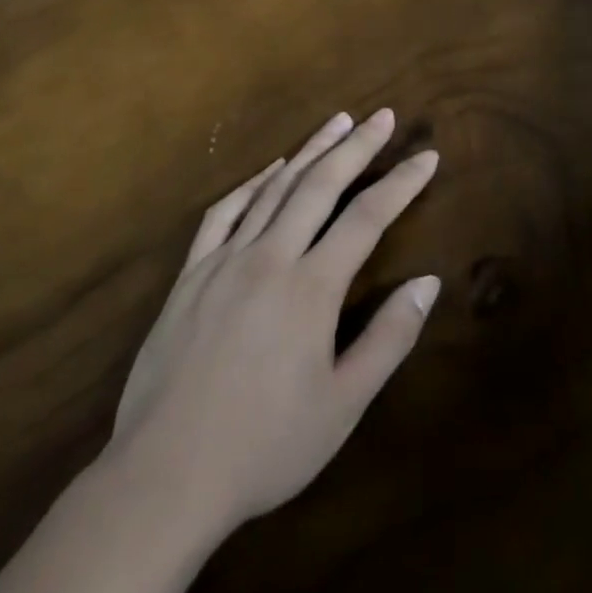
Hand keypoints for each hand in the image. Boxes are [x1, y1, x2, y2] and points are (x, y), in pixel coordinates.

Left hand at [106, 110, 439, 535]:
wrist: (163, 477)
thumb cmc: (264, 446)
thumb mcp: (343, 404)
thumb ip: (389, 339)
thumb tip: (428, 282)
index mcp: (311, 288)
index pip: (367, 217)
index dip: (401, 182)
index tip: (426, 156)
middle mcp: (270, 258)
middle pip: (321, 185)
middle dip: (357, 146)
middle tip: (383, 115)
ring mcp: (224, 261)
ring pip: (275, 189)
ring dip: (310, 151)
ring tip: (337, 122)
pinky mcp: (190, 275)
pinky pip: (224, 213)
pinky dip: (252, 184)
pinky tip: (270, 170)